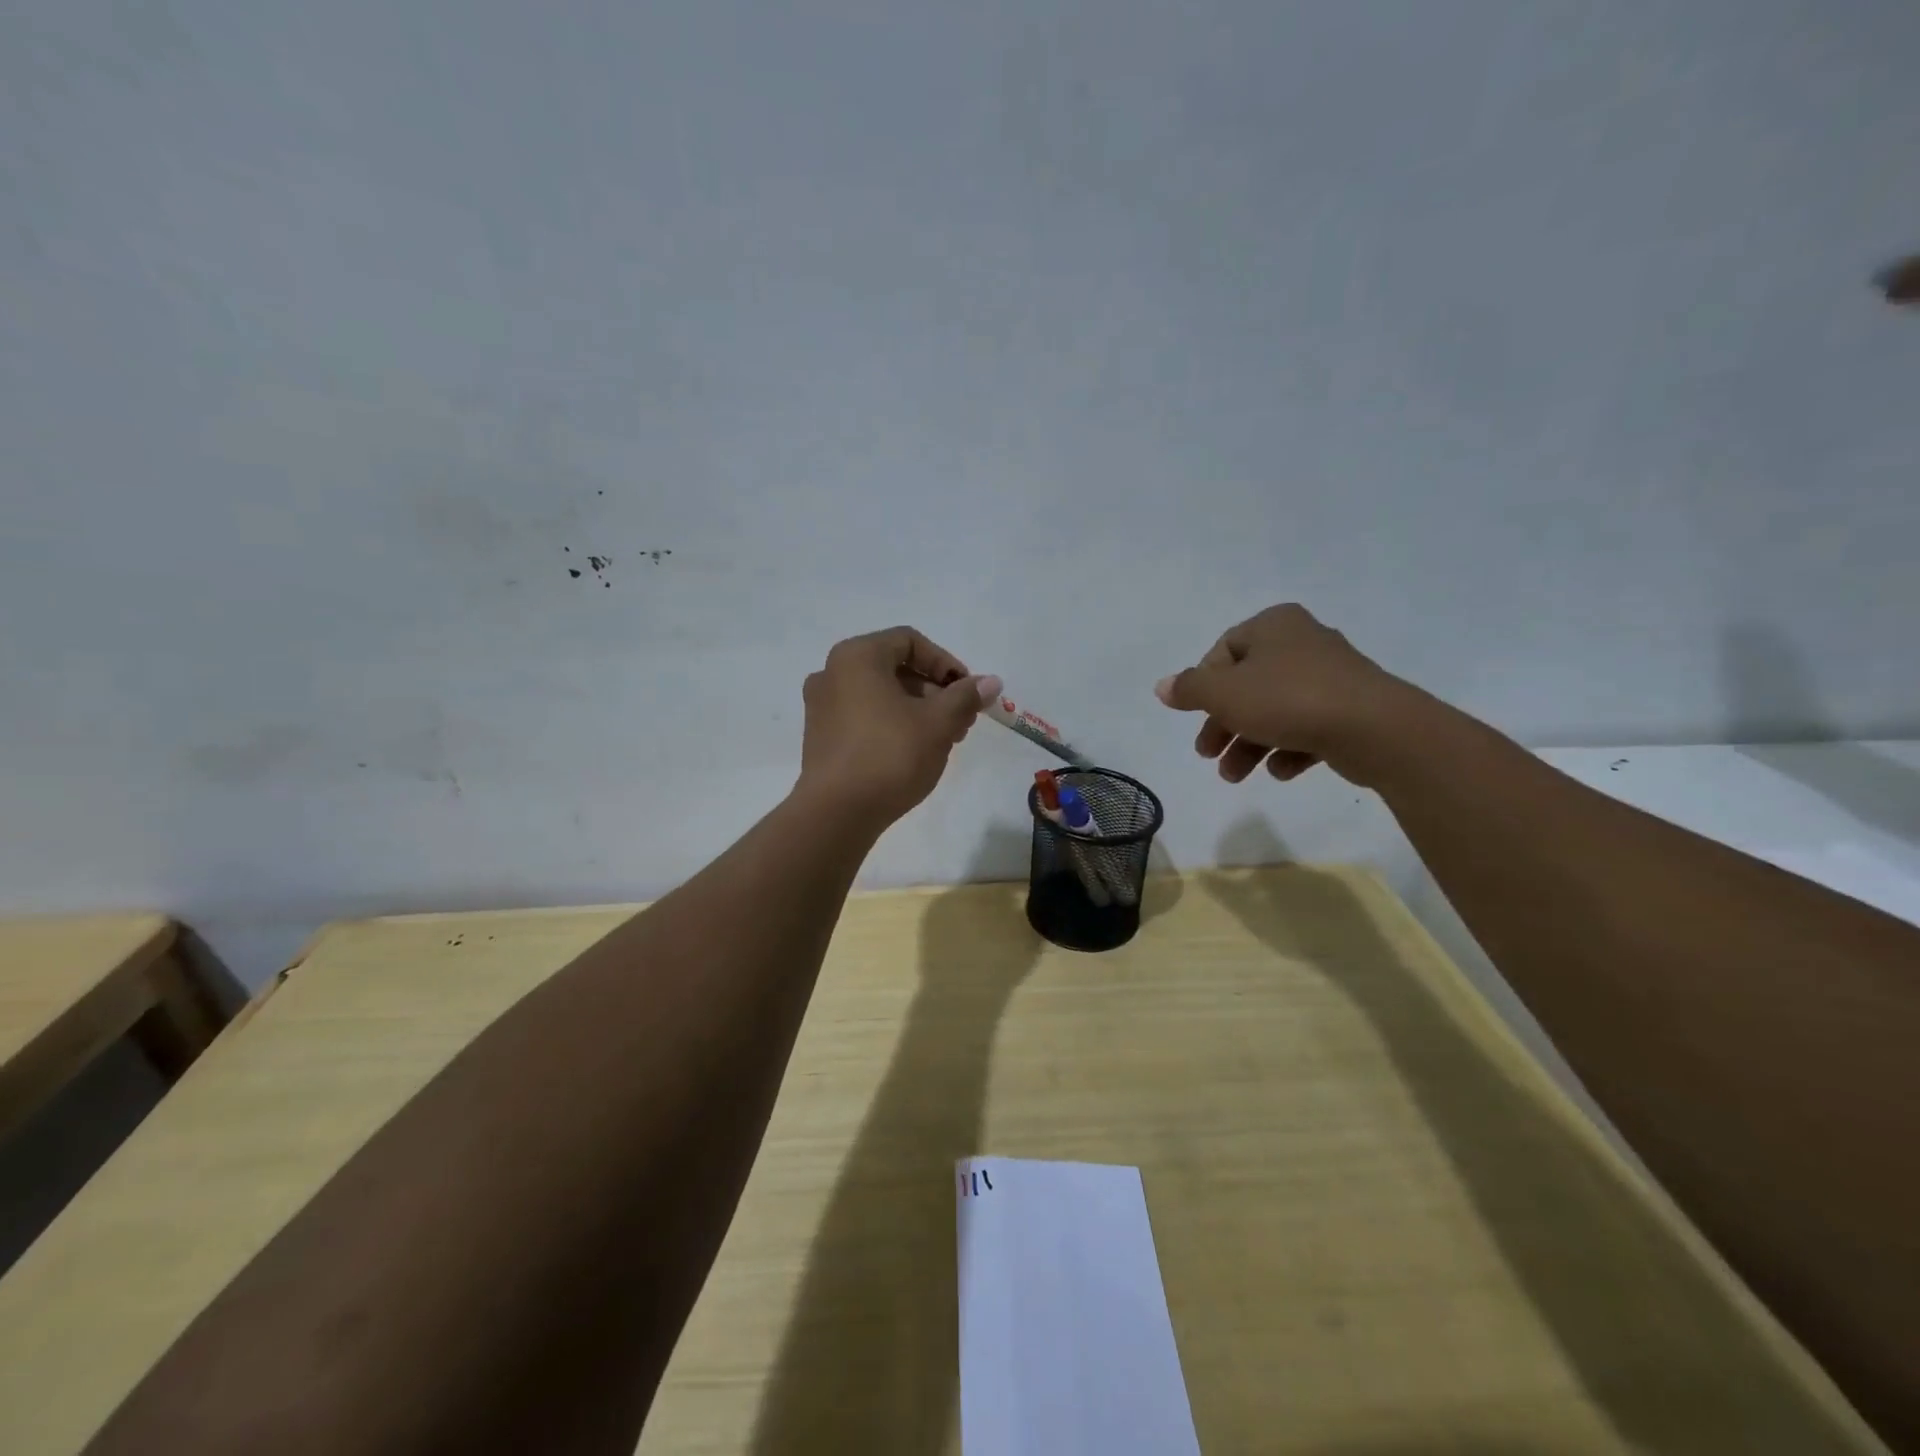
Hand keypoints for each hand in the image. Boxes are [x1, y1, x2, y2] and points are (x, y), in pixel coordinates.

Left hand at [797, 627, 995, 827]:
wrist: (836, 813)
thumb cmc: (890, 755)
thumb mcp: (938, 723)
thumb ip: (966, 696)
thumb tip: (991, 681)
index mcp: (857, 656)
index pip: (910, 641)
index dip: (946, 663)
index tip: (967, 692)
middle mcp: (832, 672)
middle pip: (895, 668)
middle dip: (935, 691)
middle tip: (962, 721)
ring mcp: (821, 706)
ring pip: (880, 695)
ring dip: (917, 710)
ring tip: (944, 740)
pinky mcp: (820, 737)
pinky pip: (863, 716)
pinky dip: (892, 724)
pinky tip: (914, 752)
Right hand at [1155, 604, 1409, 784]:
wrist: (1375, 729)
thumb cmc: (1287, 699)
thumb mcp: (1223, 693)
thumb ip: (1189, 689)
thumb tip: (1163, 686)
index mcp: (1273, 625)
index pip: (1223, 651)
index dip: (1204, 686)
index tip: (1196, 715)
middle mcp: (1303, 642)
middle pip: (1247, 685)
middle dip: (1223, 724)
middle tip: (1206, 754)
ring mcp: (1332, 676)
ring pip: (1275, 710)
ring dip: (1249, 745)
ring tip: (1235, 776)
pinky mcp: (1352, 709)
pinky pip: (1308, 727)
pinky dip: (1288, 749)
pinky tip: (1281, 772)